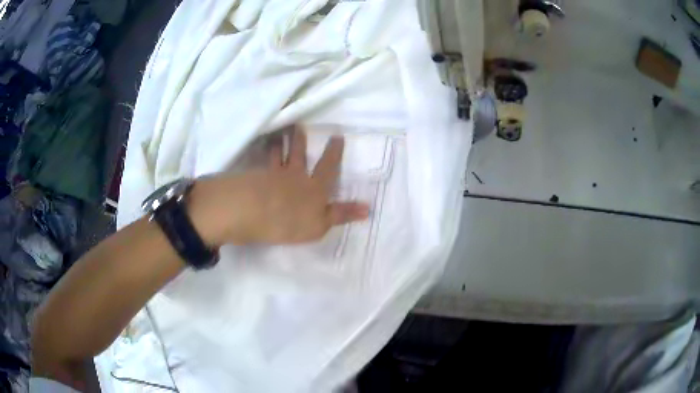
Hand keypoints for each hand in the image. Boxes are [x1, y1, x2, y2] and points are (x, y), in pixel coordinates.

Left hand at [190, 130, 369, 245]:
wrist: (254, 213)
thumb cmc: (291, 221)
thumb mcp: (321, 225)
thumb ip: (341, 214)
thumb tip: (368, 208)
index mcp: (314, 187)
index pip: (327, 167)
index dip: (334, 153)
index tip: (337, 136)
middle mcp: (294, 176)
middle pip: (298, 155)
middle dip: (300, 141)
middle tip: (298, 126)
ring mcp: (272, 175)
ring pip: (276, 156)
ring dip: (278, 145)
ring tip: (277, 136)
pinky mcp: (253, 178)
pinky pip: (259, 165)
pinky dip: (259, 158)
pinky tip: (255, 157)